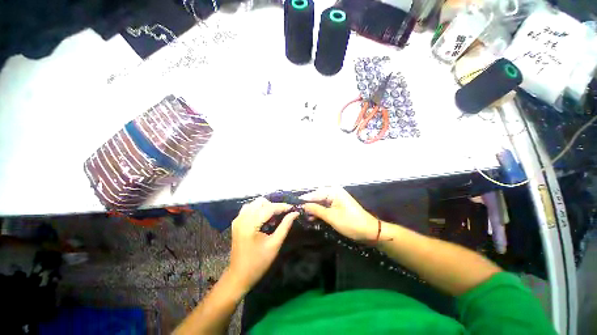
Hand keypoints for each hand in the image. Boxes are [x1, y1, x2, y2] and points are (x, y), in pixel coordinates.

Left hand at [229, 197, 298, 290]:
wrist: (239, 276)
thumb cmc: (258, 262)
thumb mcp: (275, 244)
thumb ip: (285, 226)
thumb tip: (295, 213)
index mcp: (250, 224)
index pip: (269, 208)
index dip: (282, 206)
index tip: (293, 208)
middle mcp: (242, 218)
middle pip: (260, 202)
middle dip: (273, 206)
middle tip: (282, 215)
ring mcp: (237, 219)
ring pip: (254, 203)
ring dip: (265, 207)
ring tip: (273, 218)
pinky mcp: (236, 222)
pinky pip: (249, 208)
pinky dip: (258, 210)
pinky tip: (263, 219)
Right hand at [301, 187, 377, 240]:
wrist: (370, 231)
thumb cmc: (351, 223)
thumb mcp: (331, 217)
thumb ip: (316, 210)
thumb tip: (303, 205)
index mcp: (334, 191)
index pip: (315, 193)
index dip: (305, 200)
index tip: (294, 205)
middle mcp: (334, 192)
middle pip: (317, 197)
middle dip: (309, 204)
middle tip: (299, 212)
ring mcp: (336, 199)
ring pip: (321, 202)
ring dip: (314, 209)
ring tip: (305, 217)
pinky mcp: (338, 205)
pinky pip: (325, 206)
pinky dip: (320, 212)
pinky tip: (313, 218)